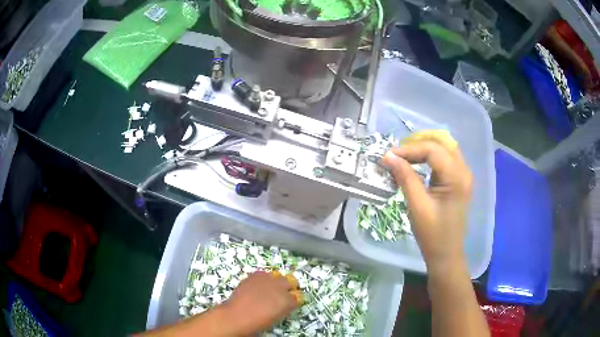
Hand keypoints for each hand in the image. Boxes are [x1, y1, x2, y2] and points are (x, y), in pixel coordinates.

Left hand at [222, 271, 301, 334]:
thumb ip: (284, 308)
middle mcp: (281, 288)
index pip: (298, 296)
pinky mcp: (256, 275)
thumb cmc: (258, 323)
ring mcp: (268, 279)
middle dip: (287, 287)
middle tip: (280, 294)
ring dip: (276, 282)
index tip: (289, 302)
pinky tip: (258, 286)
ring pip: (278, 276)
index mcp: (289, 301)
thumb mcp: (277, 318)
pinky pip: (264, 274)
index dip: (293, 299)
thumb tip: (283, 303)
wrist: (237, 316)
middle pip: (291, 282)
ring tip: (268, 288)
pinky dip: (263, 279)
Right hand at [383, 139, 471, 271]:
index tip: (388, 156)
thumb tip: (388, 156)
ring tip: (404, 156)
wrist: (446, 253)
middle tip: (397, 153)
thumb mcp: (417, 206)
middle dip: (417, 143)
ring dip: (423, 148)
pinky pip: (444, 158)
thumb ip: (405, 178)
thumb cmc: (432, 234)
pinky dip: (429, 156)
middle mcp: (463, 170)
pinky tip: (416, 163)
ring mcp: (462, 174)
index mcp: (457, 177)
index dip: (409, 149)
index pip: (432, 150)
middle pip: (441, 142)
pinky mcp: (458, 180)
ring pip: (443, 147)